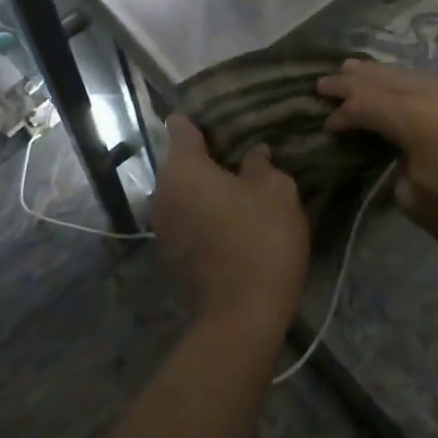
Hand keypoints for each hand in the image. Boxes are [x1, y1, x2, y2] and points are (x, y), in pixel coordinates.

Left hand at [152, 115, 308, 333]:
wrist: (243, 317)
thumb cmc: (260, 238)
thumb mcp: (275, 190)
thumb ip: (260, 164)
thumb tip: (254, 154)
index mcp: (183, 168)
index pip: (181, 126)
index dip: (202, 120)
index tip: (226, 121)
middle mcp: (162, 192)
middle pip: (181, 161)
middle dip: (208, 156)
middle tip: (243, 156)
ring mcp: (162, 226)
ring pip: (183, 192)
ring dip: (206, 188)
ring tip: (241, 188)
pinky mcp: (170, 255)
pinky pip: (186, 218)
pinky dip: (203, 214)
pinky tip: (232, 220)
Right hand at [317, 60, 437, 275]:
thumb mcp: (415, 199)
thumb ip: (393, 161)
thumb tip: (391, 146)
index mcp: (418, 119)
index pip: (366, 104)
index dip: (342, 112)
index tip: (326, 123)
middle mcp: (436, 92)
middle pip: (383, 79)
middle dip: (352, 81)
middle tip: (324, 82)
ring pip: (407, 73)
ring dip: (378, 75)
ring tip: (351, 70)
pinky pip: (429, 80)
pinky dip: (405, 81)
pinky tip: (395, 84)